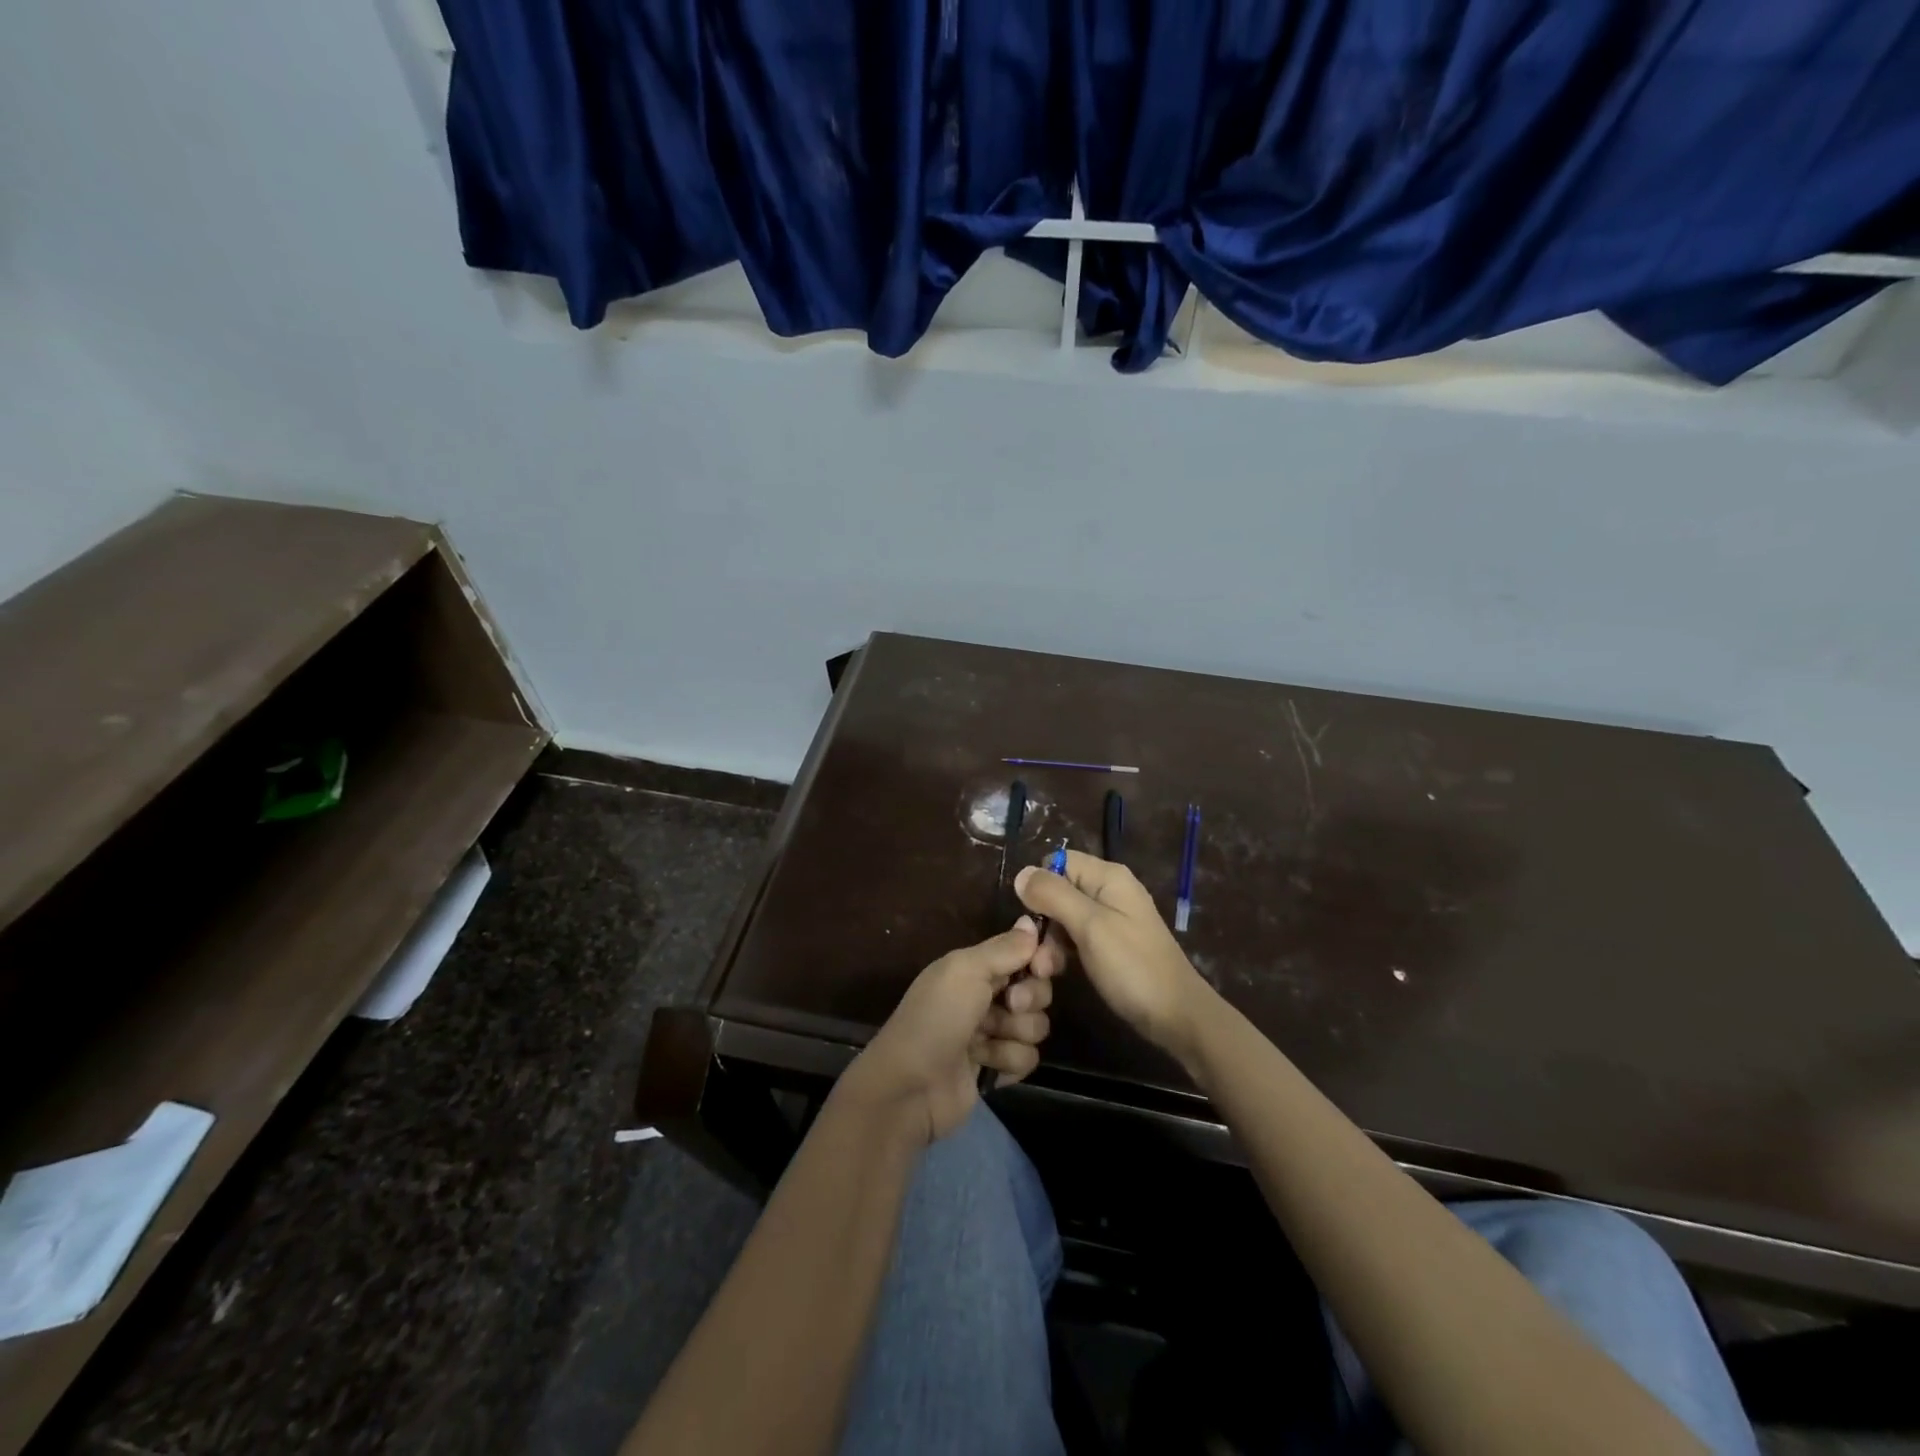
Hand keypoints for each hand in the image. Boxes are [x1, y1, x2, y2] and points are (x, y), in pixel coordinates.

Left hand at [844, 917, 1064, 1145]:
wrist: (911, 1087)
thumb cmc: (935, 1018)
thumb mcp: (965, 971)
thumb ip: (1003, 948)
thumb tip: (1031, 921)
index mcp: (976, 967)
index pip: (1025, 953)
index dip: (1042, 958)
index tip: (1043, 966)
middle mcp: (987, 996)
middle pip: (1038, 989)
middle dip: (1030, 998)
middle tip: (1009, 1005)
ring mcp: (993, 1034)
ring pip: (1036, 1026)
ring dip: (1014, 1034)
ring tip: (984, 1042)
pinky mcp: (998, 1068)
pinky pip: (1028, 1058)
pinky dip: (1008, 1061)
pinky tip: (985, 1065)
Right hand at [1015, 851, 1215, 1065]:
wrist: (1176, 1016)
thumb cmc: (1132, 966)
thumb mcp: (1089, 926)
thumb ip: (1054, 895)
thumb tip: (1021, 873)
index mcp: (1108, 877)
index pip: (1059, 861)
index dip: (1041, 884)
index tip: (1031, 916)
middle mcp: (1109, 891)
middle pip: (1060, 890)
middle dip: (1043, 920)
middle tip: (1036, 956)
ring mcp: (1111, 919)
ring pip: (1064, 917)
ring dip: (1050, 941)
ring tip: (1045, 971)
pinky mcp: (1110, 944)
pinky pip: (1077, 937)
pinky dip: (1064, 952)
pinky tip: (1058, 972)